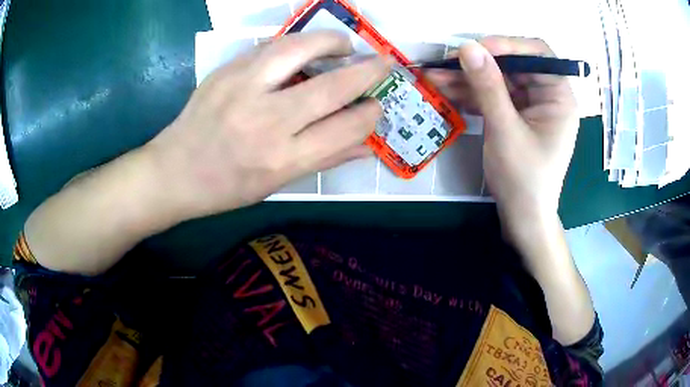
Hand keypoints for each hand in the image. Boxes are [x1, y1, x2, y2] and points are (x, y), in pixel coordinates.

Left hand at [146, 31, 391, 219]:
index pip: (346, 128)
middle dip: (368, 71)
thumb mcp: (277, 184)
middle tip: (384, 62)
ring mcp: (243, 90)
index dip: (370, 114)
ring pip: (300, 50)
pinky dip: (296, 44)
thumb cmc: (227, 187)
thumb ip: (325, 159)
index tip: (376, 106)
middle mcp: (266, 122)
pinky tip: (303, 50)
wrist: (174, 172)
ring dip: (332, 41)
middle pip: (332, 87)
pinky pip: (270, 47)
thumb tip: (368, 146)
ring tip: (344, 46)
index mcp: (282, 159)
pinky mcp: (226, 72)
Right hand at [427, 37, 578, 224]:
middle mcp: (547, 95)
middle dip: (479, 63)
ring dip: (468, 78)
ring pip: (498, 79)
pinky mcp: (516, 115)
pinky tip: (446, 91)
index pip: (538, 54)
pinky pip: (494, 96)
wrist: (522, 216)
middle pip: (513, 64)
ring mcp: (530, 105)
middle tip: (445, 62)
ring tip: (434, 76)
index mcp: (559, 96)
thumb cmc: (523, 179)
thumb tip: (467, 47)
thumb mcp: (505, 130)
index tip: (476, 48)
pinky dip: (472, 94)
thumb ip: (488, 86)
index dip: (508, 45)